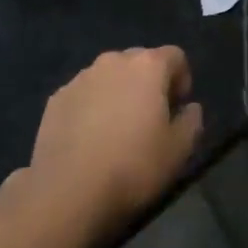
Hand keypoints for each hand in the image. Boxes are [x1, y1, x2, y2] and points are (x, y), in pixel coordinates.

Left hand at [22, 47, 202, 240]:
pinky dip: (92, 106)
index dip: (182, 79)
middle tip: (150, 118)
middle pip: (140, 61)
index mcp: (147, 66)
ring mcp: (80, 78)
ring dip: (118, 92)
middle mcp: (113, 61)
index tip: (178, 108)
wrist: (67, 191)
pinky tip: (89, 139)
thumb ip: (192, 121)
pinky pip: (84, 94)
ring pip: (109, 76)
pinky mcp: (56, 98)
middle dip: (149, 82)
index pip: (175, 56)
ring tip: (117, 129)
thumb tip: (190, 108)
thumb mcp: (179, 150)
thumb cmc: (132, 166)